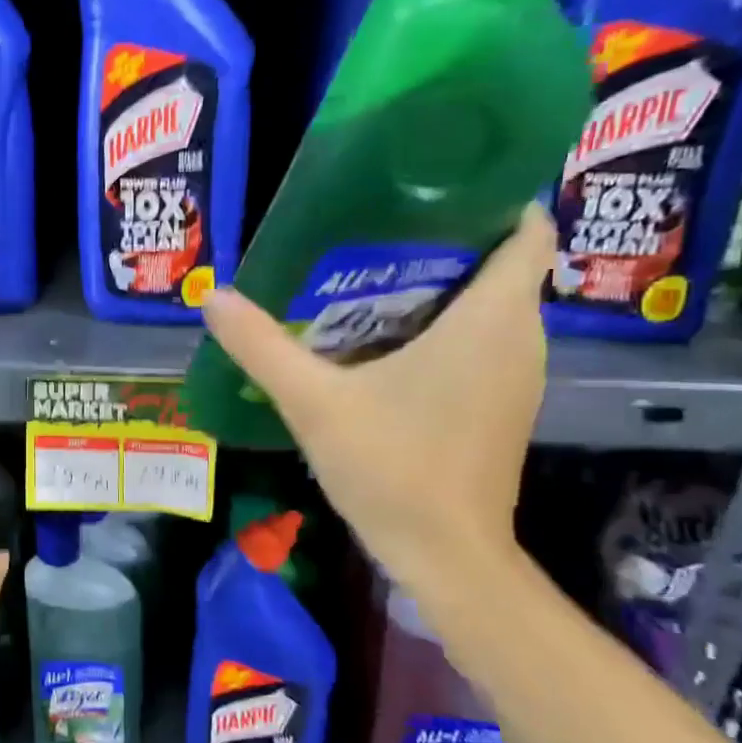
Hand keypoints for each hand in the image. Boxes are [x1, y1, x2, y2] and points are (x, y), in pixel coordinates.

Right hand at [201, 207, 553, 589]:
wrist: (445, 556)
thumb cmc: (393, 467)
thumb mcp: (314, 401)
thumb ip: (261, 346)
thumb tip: (212, 296)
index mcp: (492, 318)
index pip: (528, 228)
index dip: (492, 196)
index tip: (429, 187)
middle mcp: (520, 337)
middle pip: (499, 262)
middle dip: (444, 238)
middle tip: (372, 227)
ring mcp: (515, 375)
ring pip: (490, 305)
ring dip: (440, 285)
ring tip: (368, 274)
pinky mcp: (500, 405)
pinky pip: (481, 341)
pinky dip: (443, 326)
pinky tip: (383, 340)